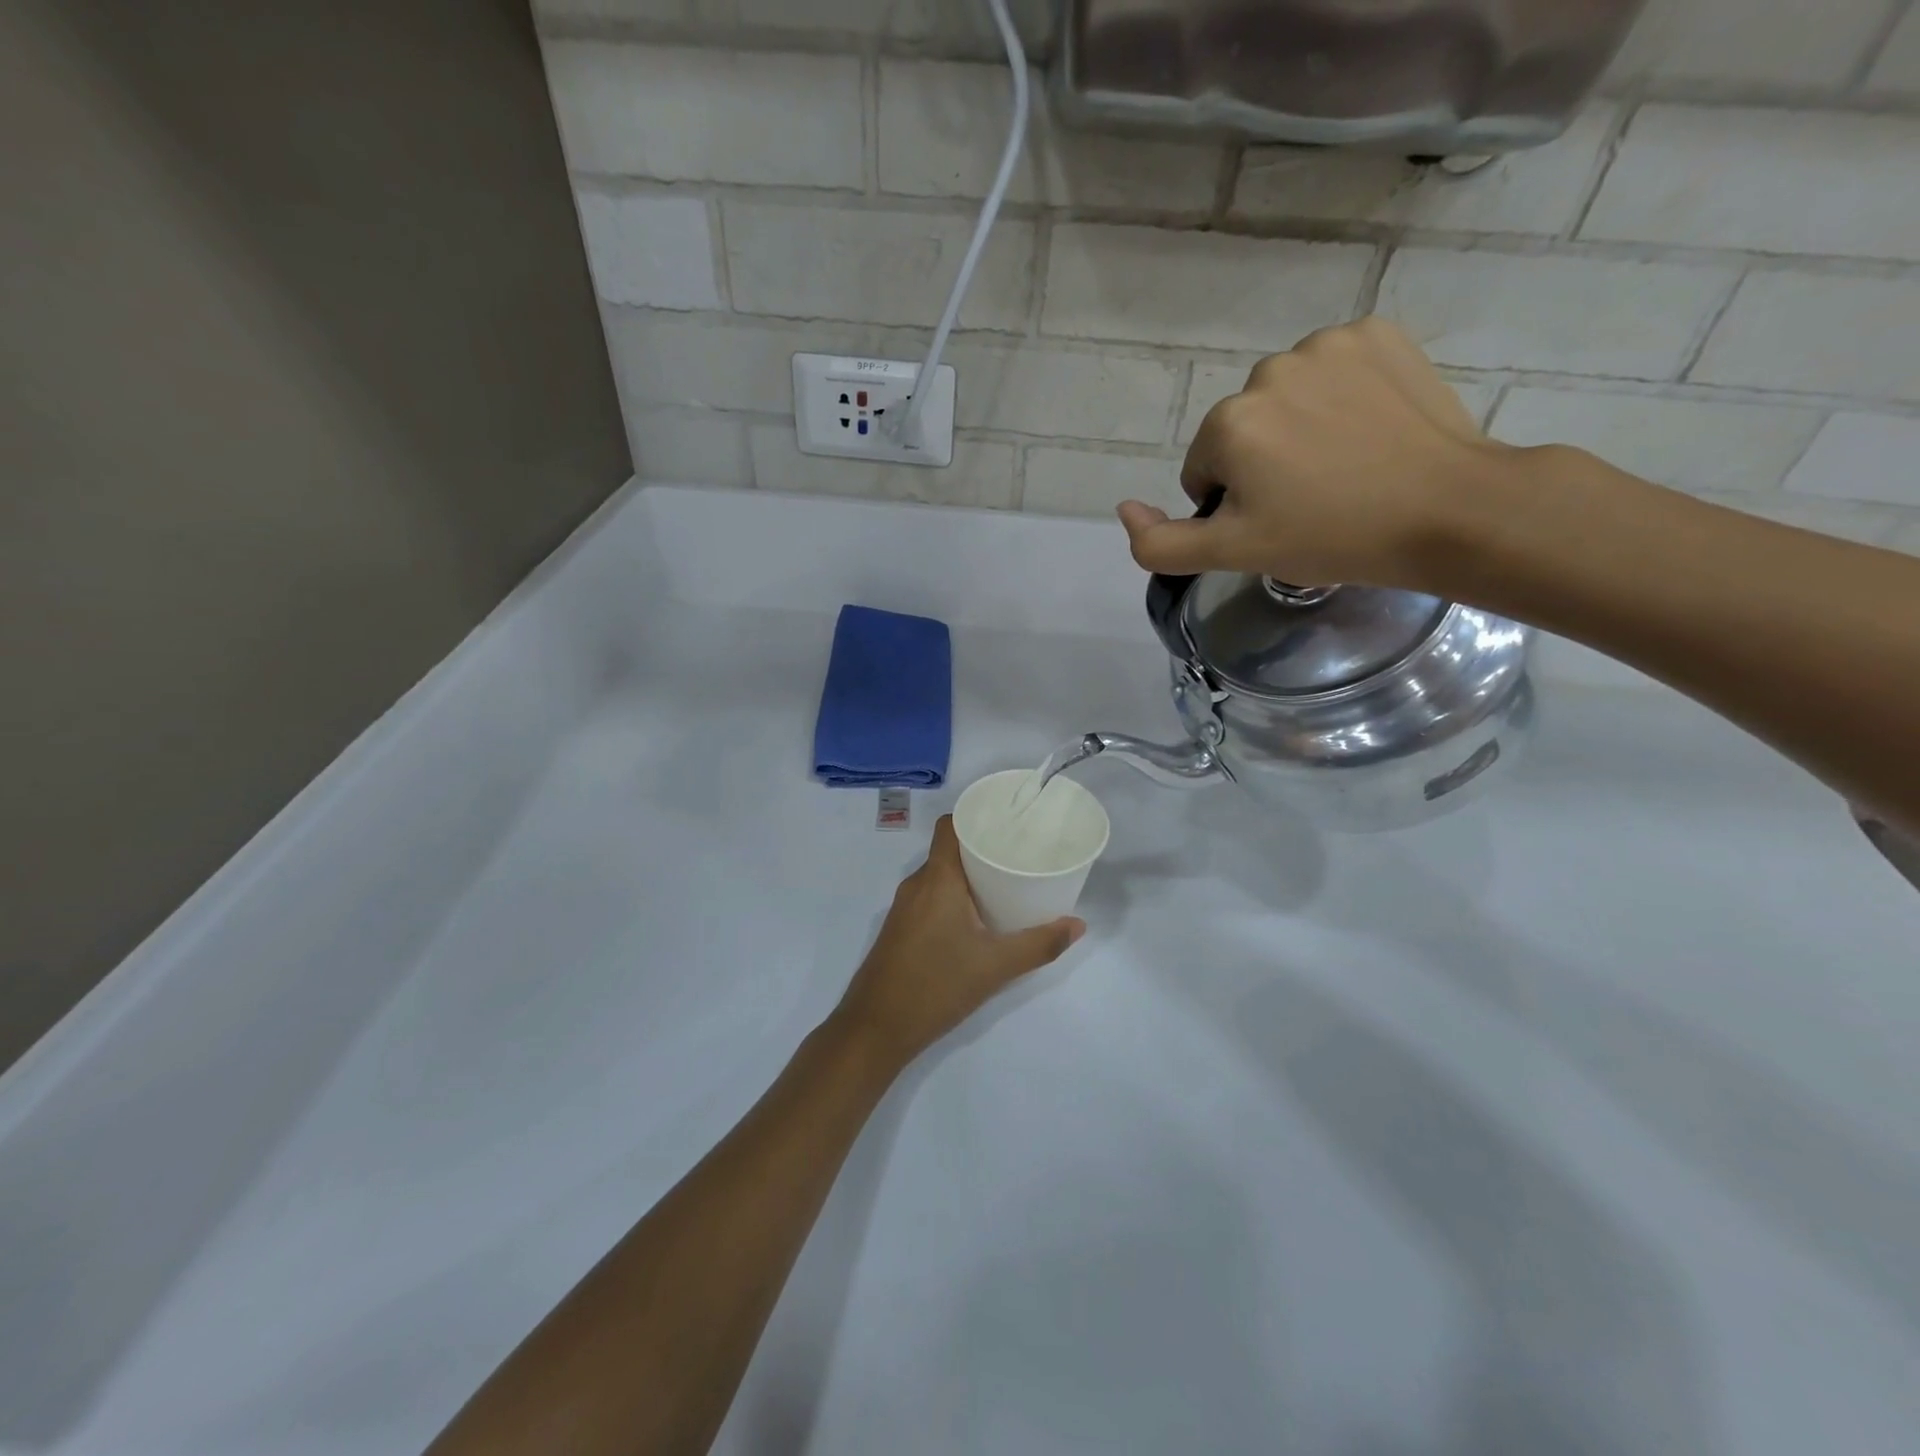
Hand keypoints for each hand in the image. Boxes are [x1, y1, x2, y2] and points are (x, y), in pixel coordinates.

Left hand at [832, 817, 1083, 1068]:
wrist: (875, 1029)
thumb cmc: (936, 985)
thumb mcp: (995, 966)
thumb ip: (1039, 944)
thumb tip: (1077, 924)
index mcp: (937, 879)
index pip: (950, 826)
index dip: (976, 816)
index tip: (1008, 822)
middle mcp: (917, 884)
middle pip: (950, 850)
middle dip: (983, 848)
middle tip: (1019, 854)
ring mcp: (904, 908)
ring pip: (940, 876)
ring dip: (969, 876)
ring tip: (1005, 883)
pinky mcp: (900, 929)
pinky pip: (931, 897)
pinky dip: (954, 896)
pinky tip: (977, 917)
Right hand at [1117, 317, 1513, 589]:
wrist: (1448, 510)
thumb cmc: (1332, 537)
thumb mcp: (1234, 554)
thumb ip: (1160, 543)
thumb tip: (1123, 509)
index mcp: (1228, 424)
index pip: (1205, 471)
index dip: (1235, 504)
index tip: (1278, 521)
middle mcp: (1267, 371)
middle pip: (1243, 430)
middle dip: (1264, 463)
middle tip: (1313, 499)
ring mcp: (1327, 345)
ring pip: (1286, 398)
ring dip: (1300, 428)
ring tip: (1346, 465)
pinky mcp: (1377, 333)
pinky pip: (1334, 368)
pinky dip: (1342, 395)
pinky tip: (1370, 428)